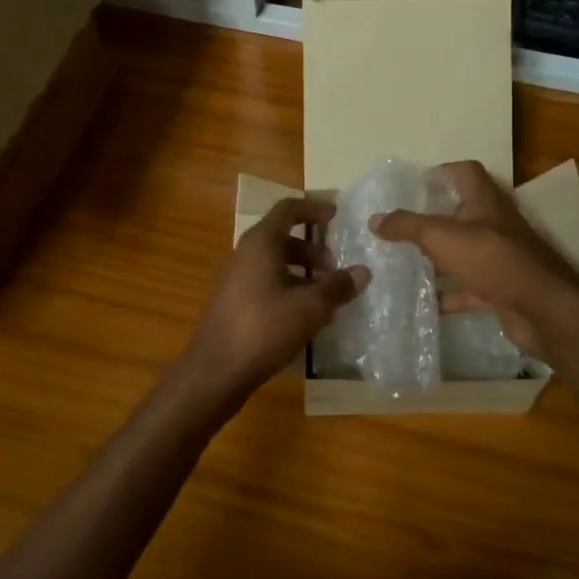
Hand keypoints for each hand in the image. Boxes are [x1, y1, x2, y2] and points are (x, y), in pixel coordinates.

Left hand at [178, 197, 368, 413]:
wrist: (216, 370)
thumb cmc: (264, 327)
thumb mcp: (310, 307)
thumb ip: (338, 286)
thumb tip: (362, 271)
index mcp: (261, 242)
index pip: (288, 209)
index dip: (314, 208)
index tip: (336, 216)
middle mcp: (245, 253)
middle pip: (282, 237)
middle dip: (312, 248)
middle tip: (335, 268)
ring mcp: (236, 279)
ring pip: (274, 262)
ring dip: (302, 271)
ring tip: (325, 295)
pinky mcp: (234, 302)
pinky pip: (266, 283)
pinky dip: (288, 288)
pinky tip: (305, 316)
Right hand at [371, 160, 578, 357]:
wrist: (543, 310)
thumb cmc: (492, 259)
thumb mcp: (441, 236)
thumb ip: (406, 226)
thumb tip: (374, 219)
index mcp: (484, 201)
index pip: (464, 172)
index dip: (440, 173)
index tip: (412, 186)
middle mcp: (494, 224)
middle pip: (460, 213)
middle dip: (430, 219)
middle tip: (398, 227)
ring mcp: (499, 258)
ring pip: (461, 252)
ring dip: (436, 258)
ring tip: (401, 263)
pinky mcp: (500, 288)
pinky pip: (468, 287)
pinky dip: (447, 294)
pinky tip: (423, 303)